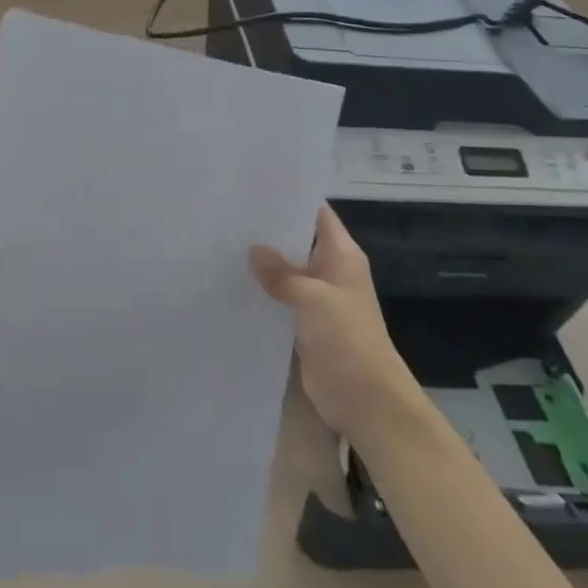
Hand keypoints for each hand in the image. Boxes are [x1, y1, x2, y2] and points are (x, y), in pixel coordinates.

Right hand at [250, 206, 421, 439]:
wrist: (366, 399)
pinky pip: (280, 299)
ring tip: (220, 244)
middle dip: (267, 231)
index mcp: (342, 254)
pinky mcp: (304, 323)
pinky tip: (231, 284)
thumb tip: (253, 251)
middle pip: (297, 240)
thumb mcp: (314, 299)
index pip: (317, 213)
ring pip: (286, 271)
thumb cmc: (348, 339)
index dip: (290, 199)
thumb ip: (282, 274)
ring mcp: (317, 298)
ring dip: (261, 263)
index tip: (254, 187)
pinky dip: (261, 292)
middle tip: (227, 215)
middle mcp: (330, 270)